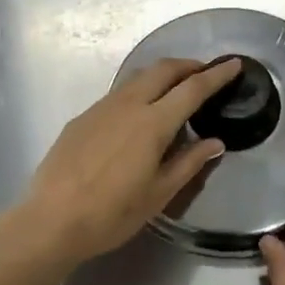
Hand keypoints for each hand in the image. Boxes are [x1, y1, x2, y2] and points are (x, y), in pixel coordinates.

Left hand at [22, 57, 242, 266]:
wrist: (51, 220)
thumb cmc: (112, 213)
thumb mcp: (159, 194)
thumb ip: (189, 163)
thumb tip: (215, 142)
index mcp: (153, 123)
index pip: (192, 89)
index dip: (216, 75)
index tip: (233, 64)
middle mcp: (129, 104)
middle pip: (163, 69)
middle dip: (188, 65)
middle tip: (205, 72)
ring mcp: (102, 107)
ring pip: (138, 77)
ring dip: (162, 74)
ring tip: (174, 88)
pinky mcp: (83, 117)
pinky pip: (119, 94)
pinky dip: (139, 91)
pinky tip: (138, 114)